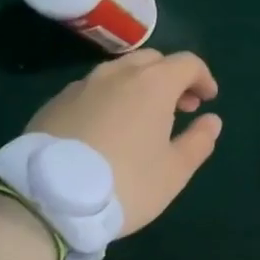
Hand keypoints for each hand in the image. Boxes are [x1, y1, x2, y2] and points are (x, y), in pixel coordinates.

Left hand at [25, 49, 222, 234]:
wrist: (47, 199)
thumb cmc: (126, 183)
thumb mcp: (174, 171)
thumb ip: (199, 141)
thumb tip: (212, 121)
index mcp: (152, 83)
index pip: (187, 63)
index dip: (203, 78)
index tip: (208, 100)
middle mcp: (117, 73)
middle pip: (153, 60)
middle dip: (172, 78)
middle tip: (180, 108)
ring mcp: (81, 85)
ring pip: (119, 72)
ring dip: (139, 86)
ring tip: (142, 119)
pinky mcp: (55, 102)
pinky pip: (92, 90)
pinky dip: (109, 99)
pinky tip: (107, 129)